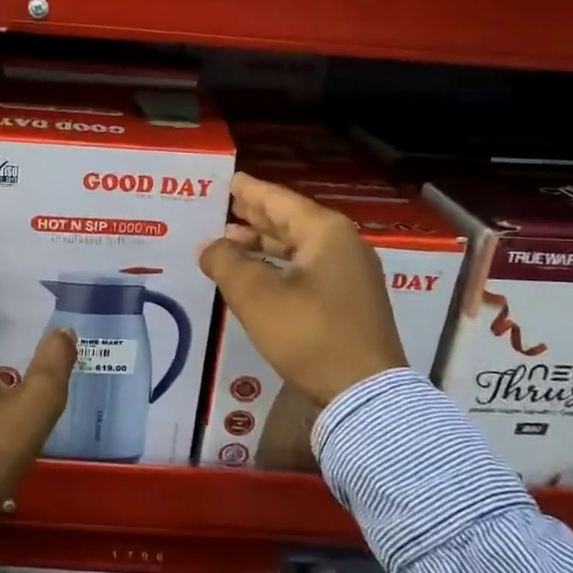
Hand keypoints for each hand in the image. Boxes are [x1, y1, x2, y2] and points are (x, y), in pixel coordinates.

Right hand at [198, 172, 406, 407]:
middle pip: (291, 220)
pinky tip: (258, 274)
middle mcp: (343, 245)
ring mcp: (351, 275)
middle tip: (225, 207)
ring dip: (265, 243)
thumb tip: (209, 246)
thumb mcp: (256, 295)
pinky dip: (279, 265)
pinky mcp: (349, 302)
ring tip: (232, 240)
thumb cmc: (308, 334)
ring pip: (300, 247)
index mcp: (325, 232)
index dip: (249, 191)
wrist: (364, 392)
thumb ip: (226, 262)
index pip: (278, 200)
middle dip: (256, 216)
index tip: (229, 180)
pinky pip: (307, 269)